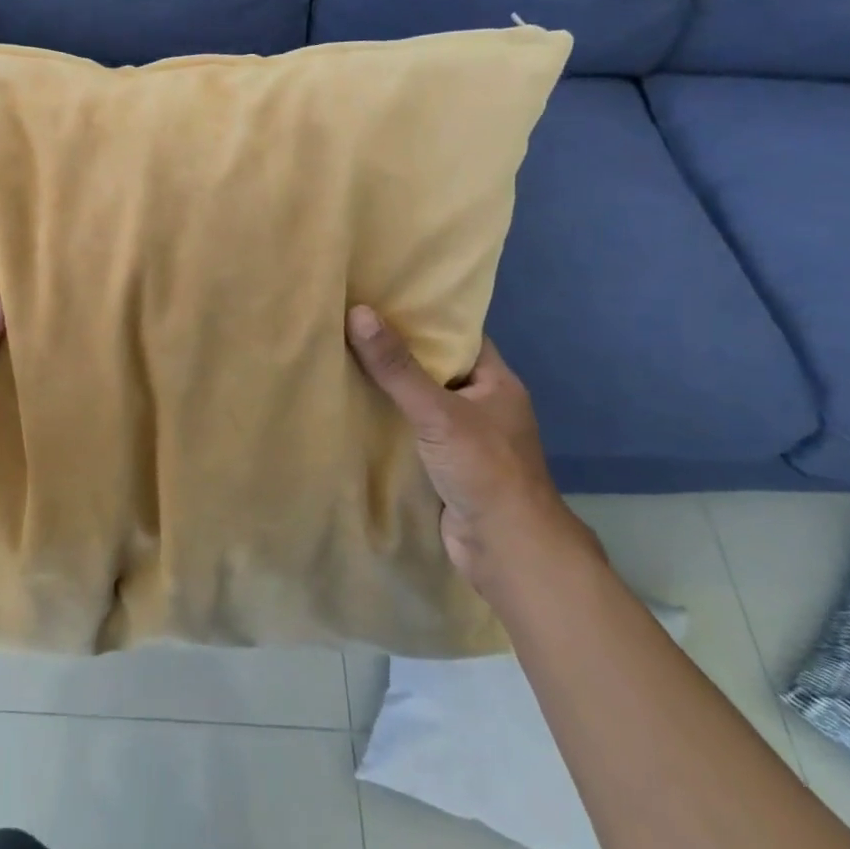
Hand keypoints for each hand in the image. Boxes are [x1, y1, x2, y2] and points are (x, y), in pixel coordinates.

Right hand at [346, 306, 595, 596]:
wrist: (507, 551)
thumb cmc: (485, 469)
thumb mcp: (438, 411)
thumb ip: (397, 367)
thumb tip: (357, 312)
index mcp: (496, 382)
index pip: (458, 335)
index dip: (424, 315)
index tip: (382, 297)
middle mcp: (482, 404)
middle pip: (434, 367)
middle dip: (397, 350)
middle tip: (350, 323)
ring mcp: (464, 437)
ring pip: (420, 401)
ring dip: (388, 388)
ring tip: (341, 356)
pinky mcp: (444, 465)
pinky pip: (411, 430)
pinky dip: (387, 420)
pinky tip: (352, 406)